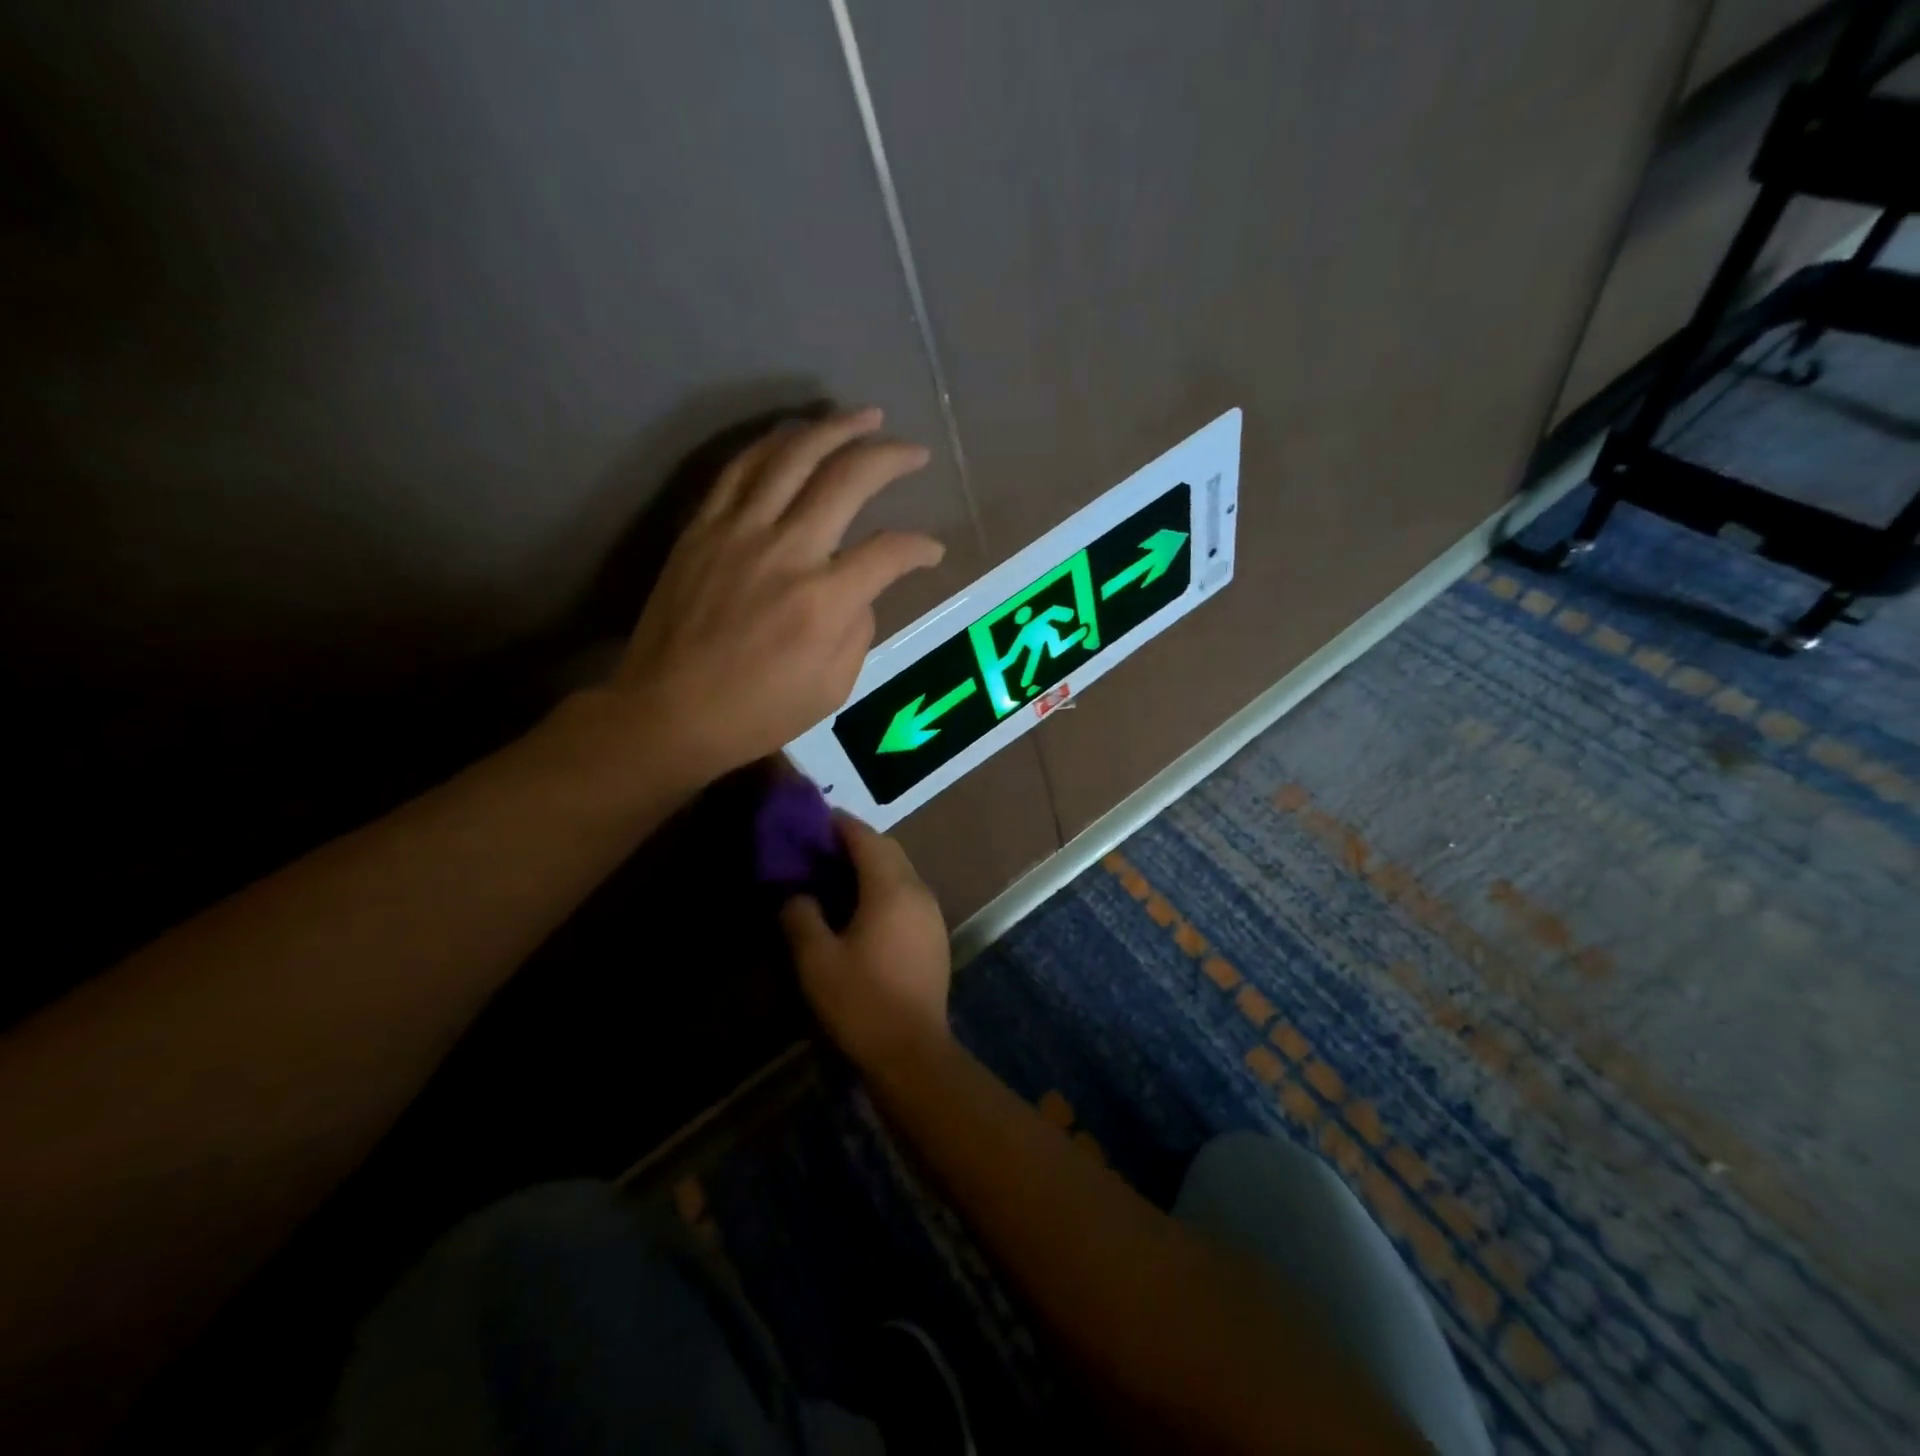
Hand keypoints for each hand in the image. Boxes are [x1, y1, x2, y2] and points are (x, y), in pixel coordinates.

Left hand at [616, 408, 943, 781]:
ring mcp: (738, 532)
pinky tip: (797, 435)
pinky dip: (775, 443)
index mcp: (824, 601)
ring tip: (864, 417)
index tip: (932, 551)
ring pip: (792, 456)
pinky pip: (741, 468)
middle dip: (890, 457)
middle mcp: (787, 551)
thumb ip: (858, 629)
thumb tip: (859, 587)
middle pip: (847, 479)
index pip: (888, 551)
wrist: (668, 712)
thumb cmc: (757, 712)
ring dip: (835, 428)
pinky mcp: (702, 527)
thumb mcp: (832, 688)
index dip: (920, 547)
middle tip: (915, 451)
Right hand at [780, 815, 952, 1072]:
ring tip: (837, 875)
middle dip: (857, 841)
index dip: (840, 824)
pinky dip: (886, 886)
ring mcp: (932, 913)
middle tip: (821, 847)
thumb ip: (801, 917)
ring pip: (902, 871)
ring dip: (873, 864)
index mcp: (891, 889)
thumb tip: (796, 894)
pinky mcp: (936, 934)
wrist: (913, 1051)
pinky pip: (909, 893)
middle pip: (888, 850)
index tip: (814, 820)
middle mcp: (918, 890)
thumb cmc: (861, 1001)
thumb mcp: (817, 960)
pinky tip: (863, 908)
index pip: (866, 838)